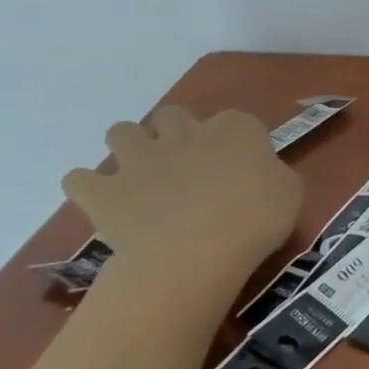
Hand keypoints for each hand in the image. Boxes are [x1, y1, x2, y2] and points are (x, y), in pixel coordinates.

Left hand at [63, 106, 304, 279]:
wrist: (196, 253)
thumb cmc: (256, 220)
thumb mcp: (290, 192)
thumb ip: (273, 173)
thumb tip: (260, 173)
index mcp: (235, 129)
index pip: (237, 121)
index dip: (237, 142)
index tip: (242, 167)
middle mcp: (184, 133)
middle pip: (171, 115)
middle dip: (174, 133)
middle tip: (187, 166)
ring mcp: (139, 159)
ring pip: (120, 132)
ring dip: (129, 148)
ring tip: (142, 177)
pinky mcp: (104, 191)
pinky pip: (78, 179)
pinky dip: (87, 186)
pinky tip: (103, 201)